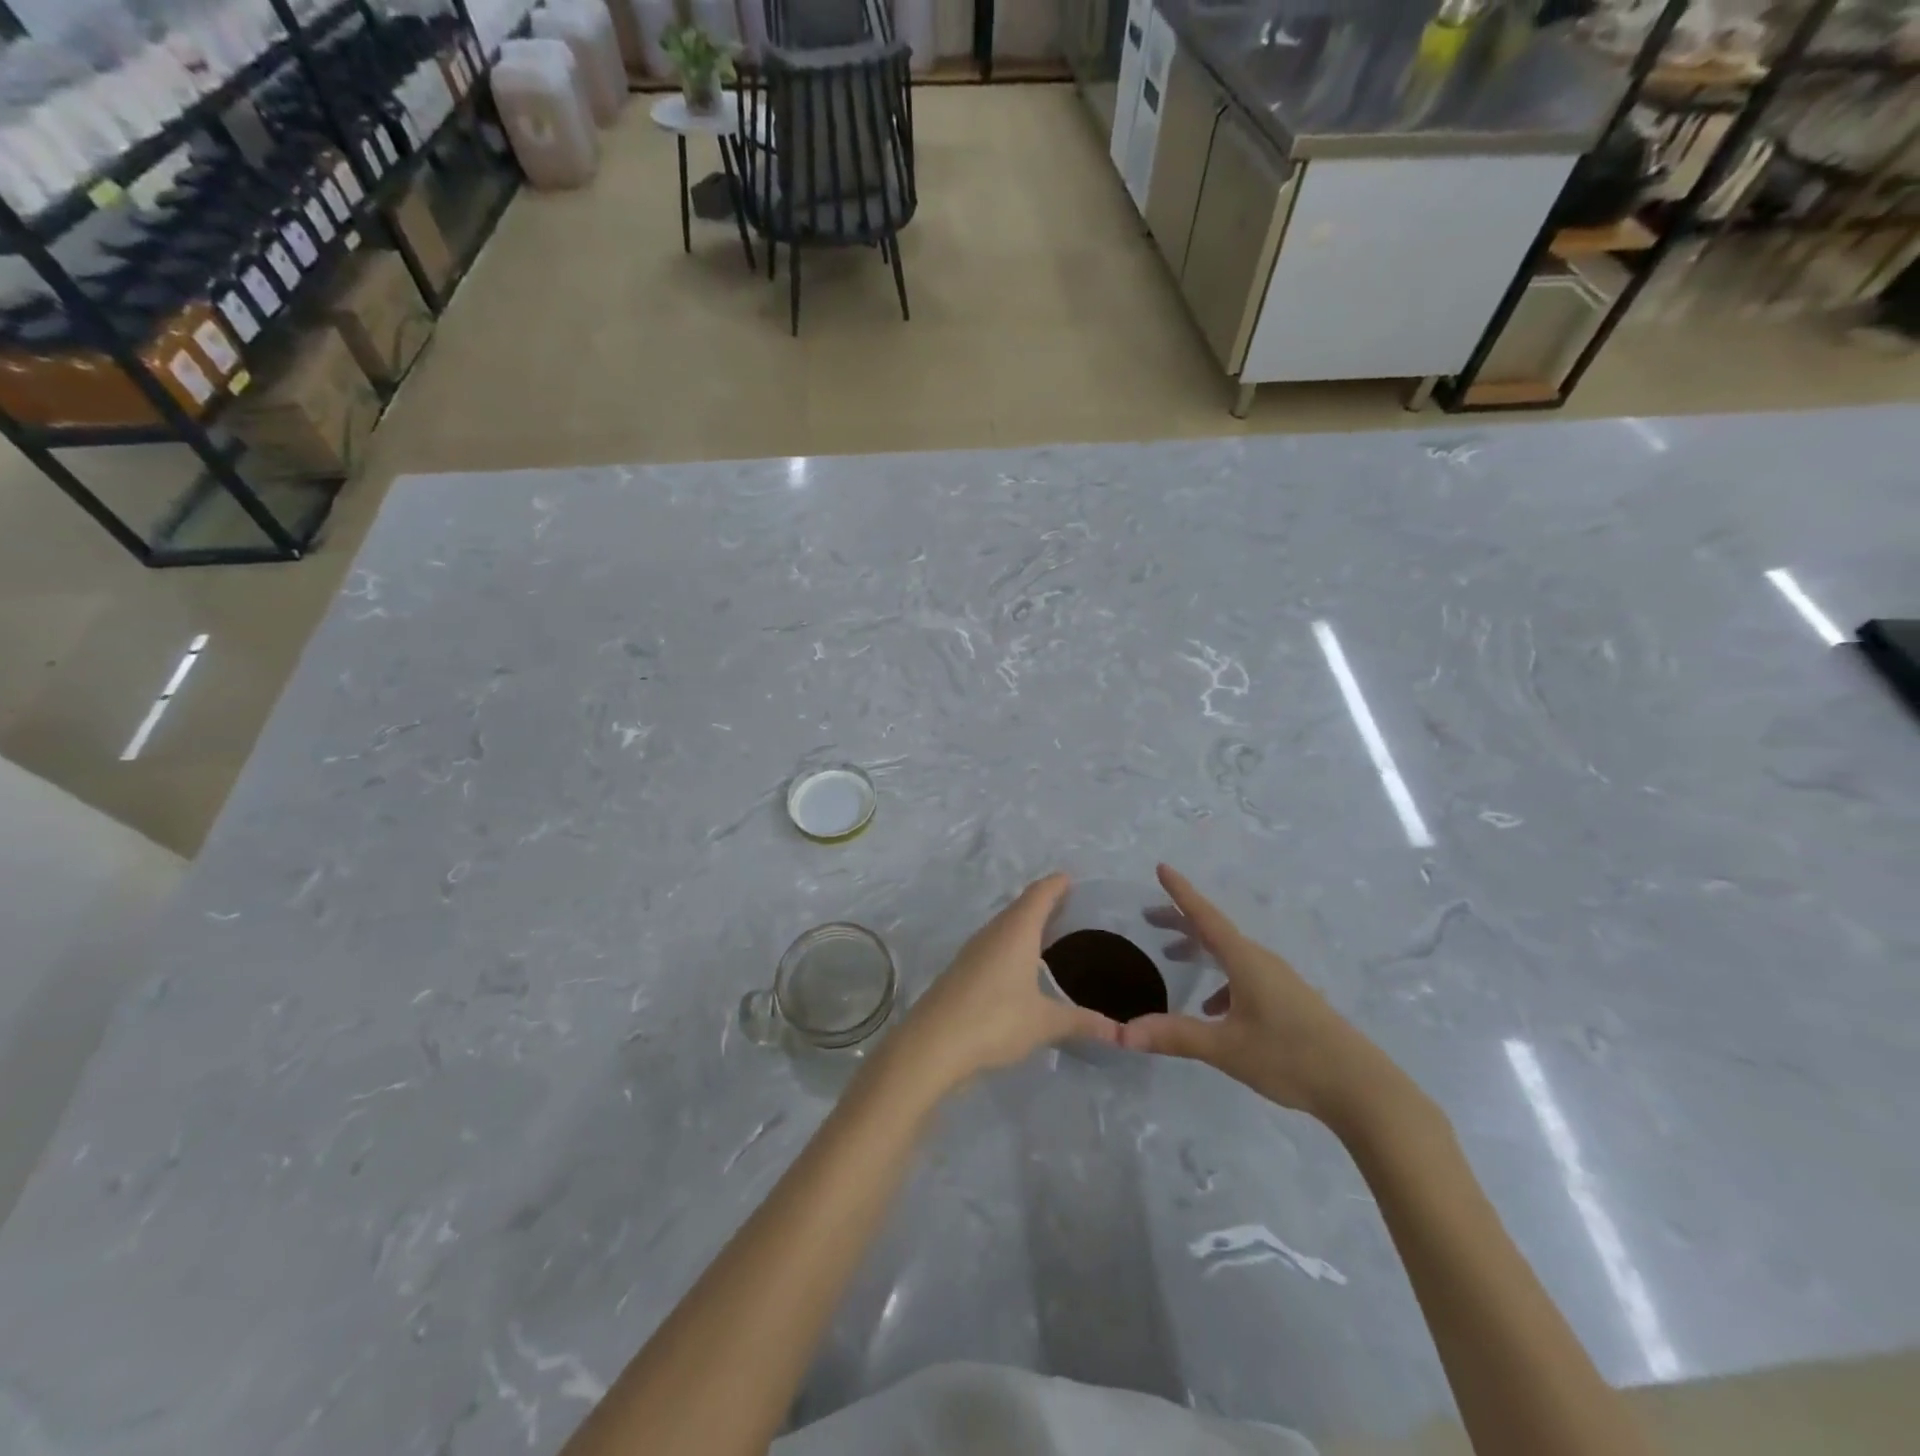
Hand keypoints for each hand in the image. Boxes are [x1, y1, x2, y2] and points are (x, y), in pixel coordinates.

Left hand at [887, 874, 1120, 1096]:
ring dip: (1025, 925)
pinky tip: (1020, 966)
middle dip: (1043, 903)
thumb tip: (1120, 1033)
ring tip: (1049, 934)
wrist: (933, 1043)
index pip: (1039, 895)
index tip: (1070, 878)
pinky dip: (1011, 945)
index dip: (1056, 885)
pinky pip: (993, 945)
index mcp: (1016, 931)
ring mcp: (974, 951)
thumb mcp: (1045, 1023)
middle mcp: (993, 933)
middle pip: (1021, 907)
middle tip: (1069, 906)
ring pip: (1004, 927)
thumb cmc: (995, 1020)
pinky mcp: (962, 970)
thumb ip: (1082, 1022)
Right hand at [1121, 865, 1400, 1130]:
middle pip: (1215, 931)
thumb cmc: (1290, 1057)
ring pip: (1230, 953)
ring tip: (1173, 957)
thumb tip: (1123, 1033)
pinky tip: (1213, 1009)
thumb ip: (1174, 1036)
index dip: (1181, 892)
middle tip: (1149, 917)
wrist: (1360, 1087)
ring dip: (1200, 949)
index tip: (1160, 868)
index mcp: (1245, 960)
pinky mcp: (1289, 1000)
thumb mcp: (1225, 1047)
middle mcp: (1261, 961)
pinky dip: (1221, 979)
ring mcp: (1278, 980)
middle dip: (1181, 921)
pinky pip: (1244, 975)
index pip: (1205, 916)